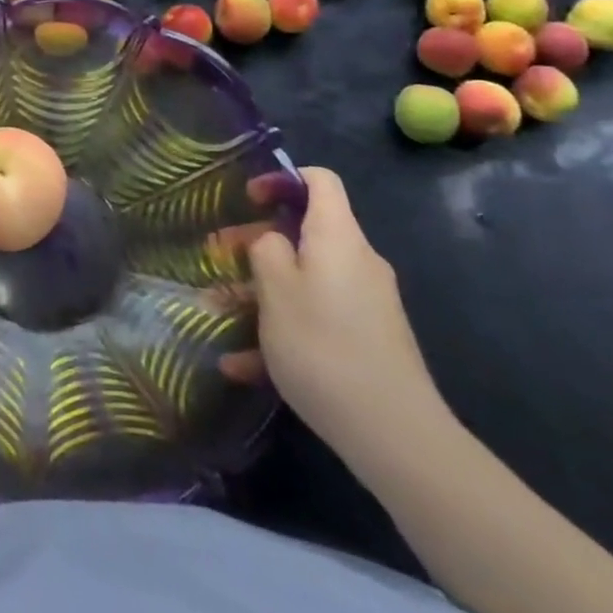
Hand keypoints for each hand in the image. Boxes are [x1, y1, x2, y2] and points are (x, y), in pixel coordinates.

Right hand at [222, 167, 451, 472]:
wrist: (394, 434)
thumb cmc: (323, 344)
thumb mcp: (276, 289)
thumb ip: (266, 249)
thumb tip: (274, 240)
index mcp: (337, 236)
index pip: (319, 181)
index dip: (283, 178)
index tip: (249, 198)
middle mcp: (357, 261)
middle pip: (306, 233)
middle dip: (258, 244)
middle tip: (218, 259)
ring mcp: (366, 303)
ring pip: (305, 281)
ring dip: (262, 293)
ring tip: (219, 314)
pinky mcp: (368, 341)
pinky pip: (317, 320)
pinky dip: (283, 331)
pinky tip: (243, 366)